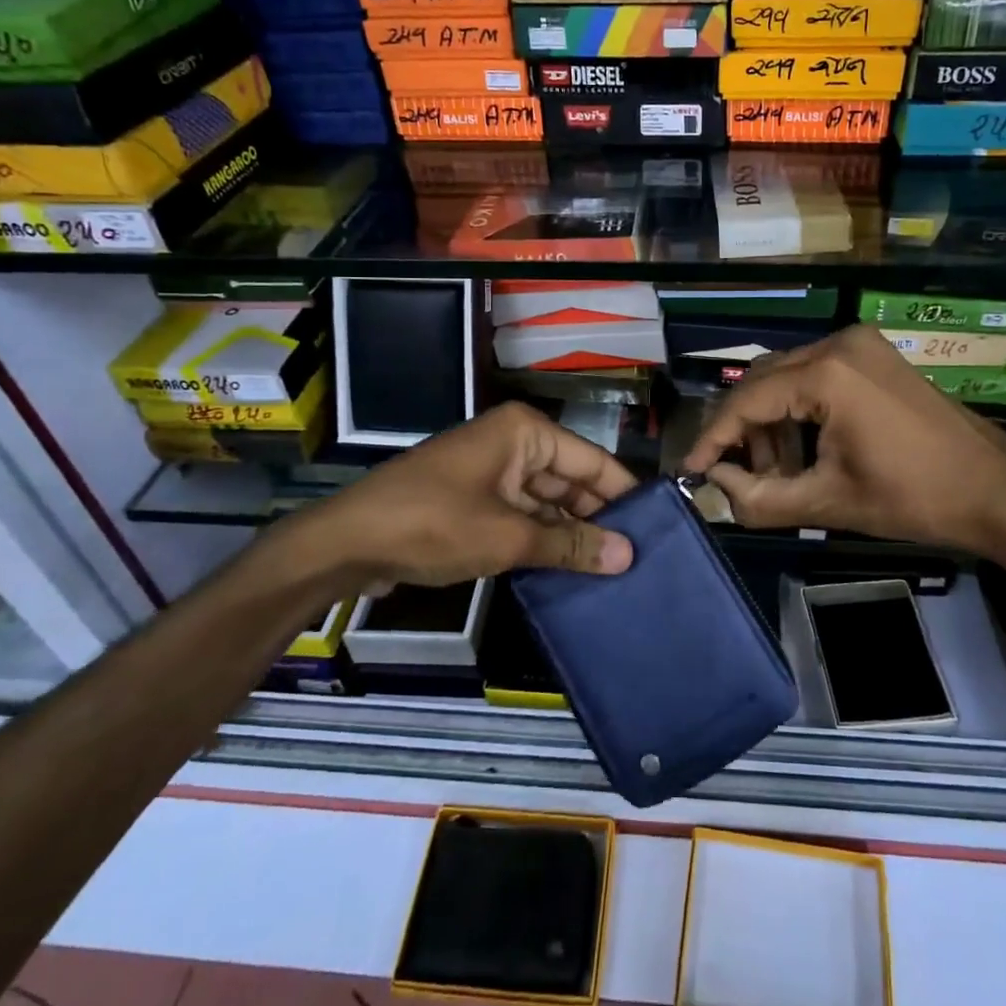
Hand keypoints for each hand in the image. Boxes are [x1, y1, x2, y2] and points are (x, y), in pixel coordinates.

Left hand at [265, 402, 636, 591]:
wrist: (347, 543)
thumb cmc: (432, 524)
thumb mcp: (507, 537)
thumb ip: (570, 545)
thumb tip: (627, 556)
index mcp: (526, 433)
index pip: (593, 461)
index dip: (624, 495)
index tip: (659, 531)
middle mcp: (514, 444)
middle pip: (571, 481)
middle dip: (599, 519)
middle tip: (639, 560)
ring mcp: (493, 473)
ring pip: (548, 503)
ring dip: (572, 535)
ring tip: (614, 572)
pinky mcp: (476, 502)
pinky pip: (523, 517)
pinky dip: (543, 541)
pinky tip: (571, 571)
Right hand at [682, 324, 1005, 561]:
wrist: (997, 490)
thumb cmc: (915, 498)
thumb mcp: (830, 502)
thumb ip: (760, 498)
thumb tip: (716, 487)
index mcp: (827, 373)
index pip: (747, 400)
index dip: (714, 438)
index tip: (692, 470)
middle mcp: (838, 344)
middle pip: (763, 382)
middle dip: (744, 430)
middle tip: (738, 476)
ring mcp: (860, 345)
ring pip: (787, 376)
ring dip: (772, 422)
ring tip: (778, 472)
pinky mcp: (873, 355)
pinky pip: (815, 375)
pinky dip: (800, 410)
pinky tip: (806, 449)